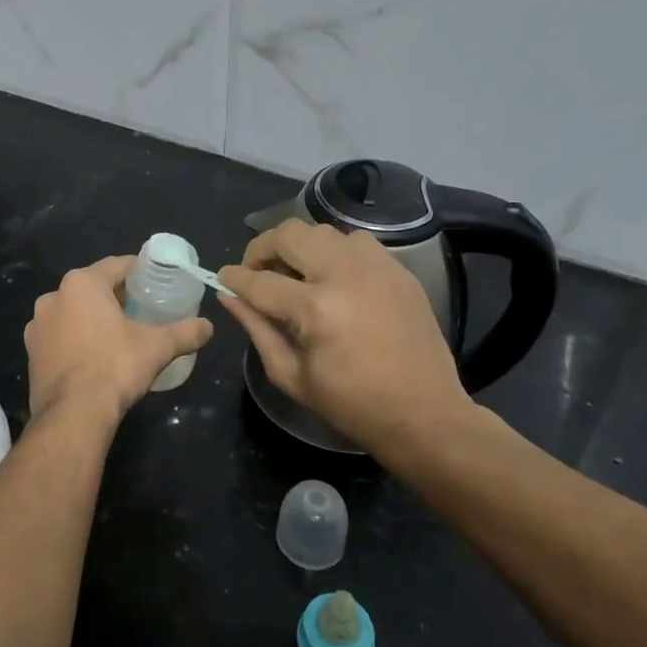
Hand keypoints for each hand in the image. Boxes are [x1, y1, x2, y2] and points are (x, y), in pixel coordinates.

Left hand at [25, 256, 213, 424]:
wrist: (72, 414)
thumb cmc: (115, 366)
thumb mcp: (157, 347)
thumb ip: (185, 333)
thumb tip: (209, 327)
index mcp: (81, 284)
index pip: (116, 265)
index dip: (138, 271)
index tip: (154, 279)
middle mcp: (53, 297)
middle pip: (91, 288)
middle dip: (114, 295)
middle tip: (140, 308)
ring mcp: (36, 326)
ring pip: (72, 313)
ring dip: (91, 318)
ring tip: (116, 334)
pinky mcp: (31, 353)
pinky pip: (59, 337)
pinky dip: (75, 340)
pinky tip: (93, 356)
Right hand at [218, 220, 477, 463]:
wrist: (424, 414)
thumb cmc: (352, 405)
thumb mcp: (291, 375)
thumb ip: (257, 329)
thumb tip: (229, 297)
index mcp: (315, 309)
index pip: (259, 281)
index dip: (234, 278)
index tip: (222, 278)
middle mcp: (344, 275)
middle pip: (289, 235)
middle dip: (262, 248)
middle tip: (257, 270)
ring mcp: (376, 267)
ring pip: (322, 231)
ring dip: (300, 247)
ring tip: (295, 273)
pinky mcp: (398, 270)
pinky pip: (356, 242)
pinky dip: (334, 252)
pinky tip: (332, 278)